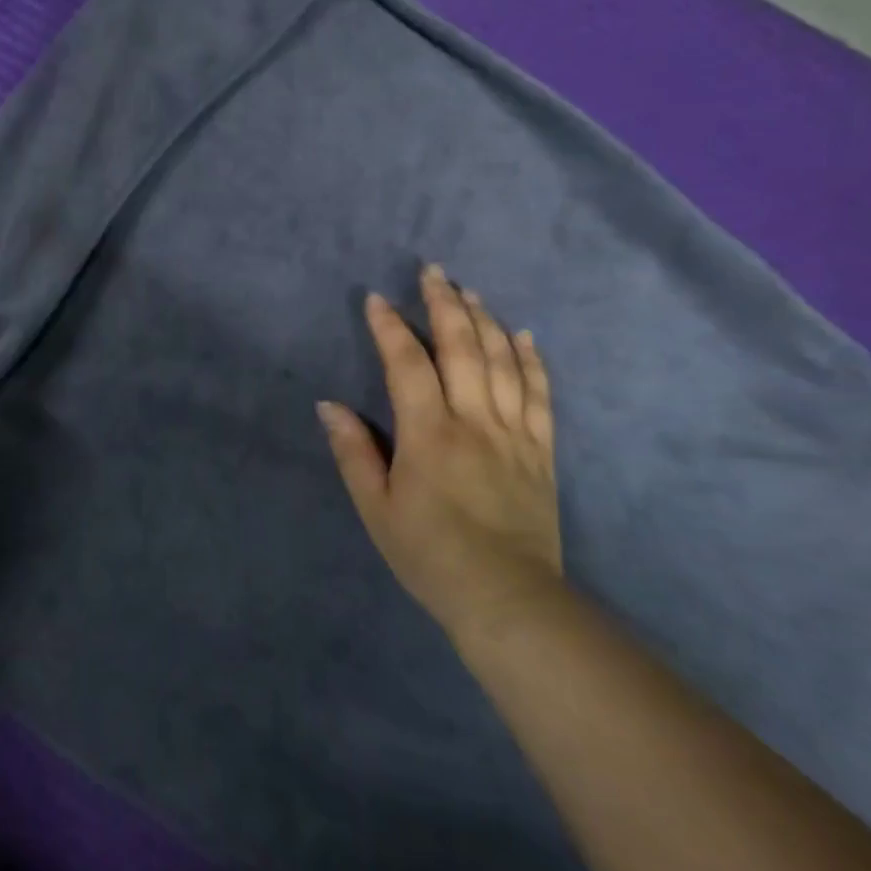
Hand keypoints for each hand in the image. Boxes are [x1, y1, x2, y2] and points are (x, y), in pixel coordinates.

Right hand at [318, 264, 561, 637]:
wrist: (508, 599)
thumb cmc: (429, 554)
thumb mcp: (375, 508)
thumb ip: (353, 452)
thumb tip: (329, 405)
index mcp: (429, 434)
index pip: (407, 364)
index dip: (390, 328)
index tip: (376, 299)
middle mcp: (474, 421)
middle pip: (463, 348)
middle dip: (445, 304)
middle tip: (433, 271)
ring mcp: (514, 434)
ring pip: (504, 362)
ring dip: (486, 320)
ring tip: (470, 291)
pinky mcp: (542, 451)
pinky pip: (541, 395)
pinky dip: (532, 360)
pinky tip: (524, 335)